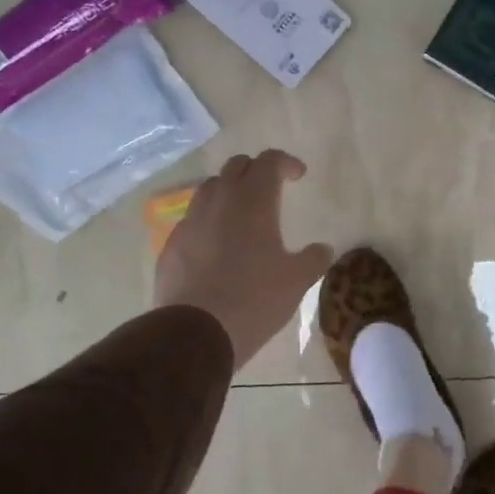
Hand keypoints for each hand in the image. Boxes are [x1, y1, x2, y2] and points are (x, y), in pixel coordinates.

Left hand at [154, 150, 333, 368]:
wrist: (195, 332)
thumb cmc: (254, 300)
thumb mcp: (297, 281)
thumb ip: (314, 259)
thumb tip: (323, 248)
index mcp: (253, 201)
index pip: (269, 161)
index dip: (286, 162)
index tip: (298, 176)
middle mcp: (219, 201)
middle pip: (236, 166)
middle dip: (256, 171)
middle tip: (271, 189)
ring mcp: (190, 221)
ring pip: (210, 189)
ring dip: (229, 192)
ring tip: (242, 215)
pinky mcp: (171, 244)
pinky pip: (192, 219)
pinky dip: (209, 221)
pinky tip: (217, 246)